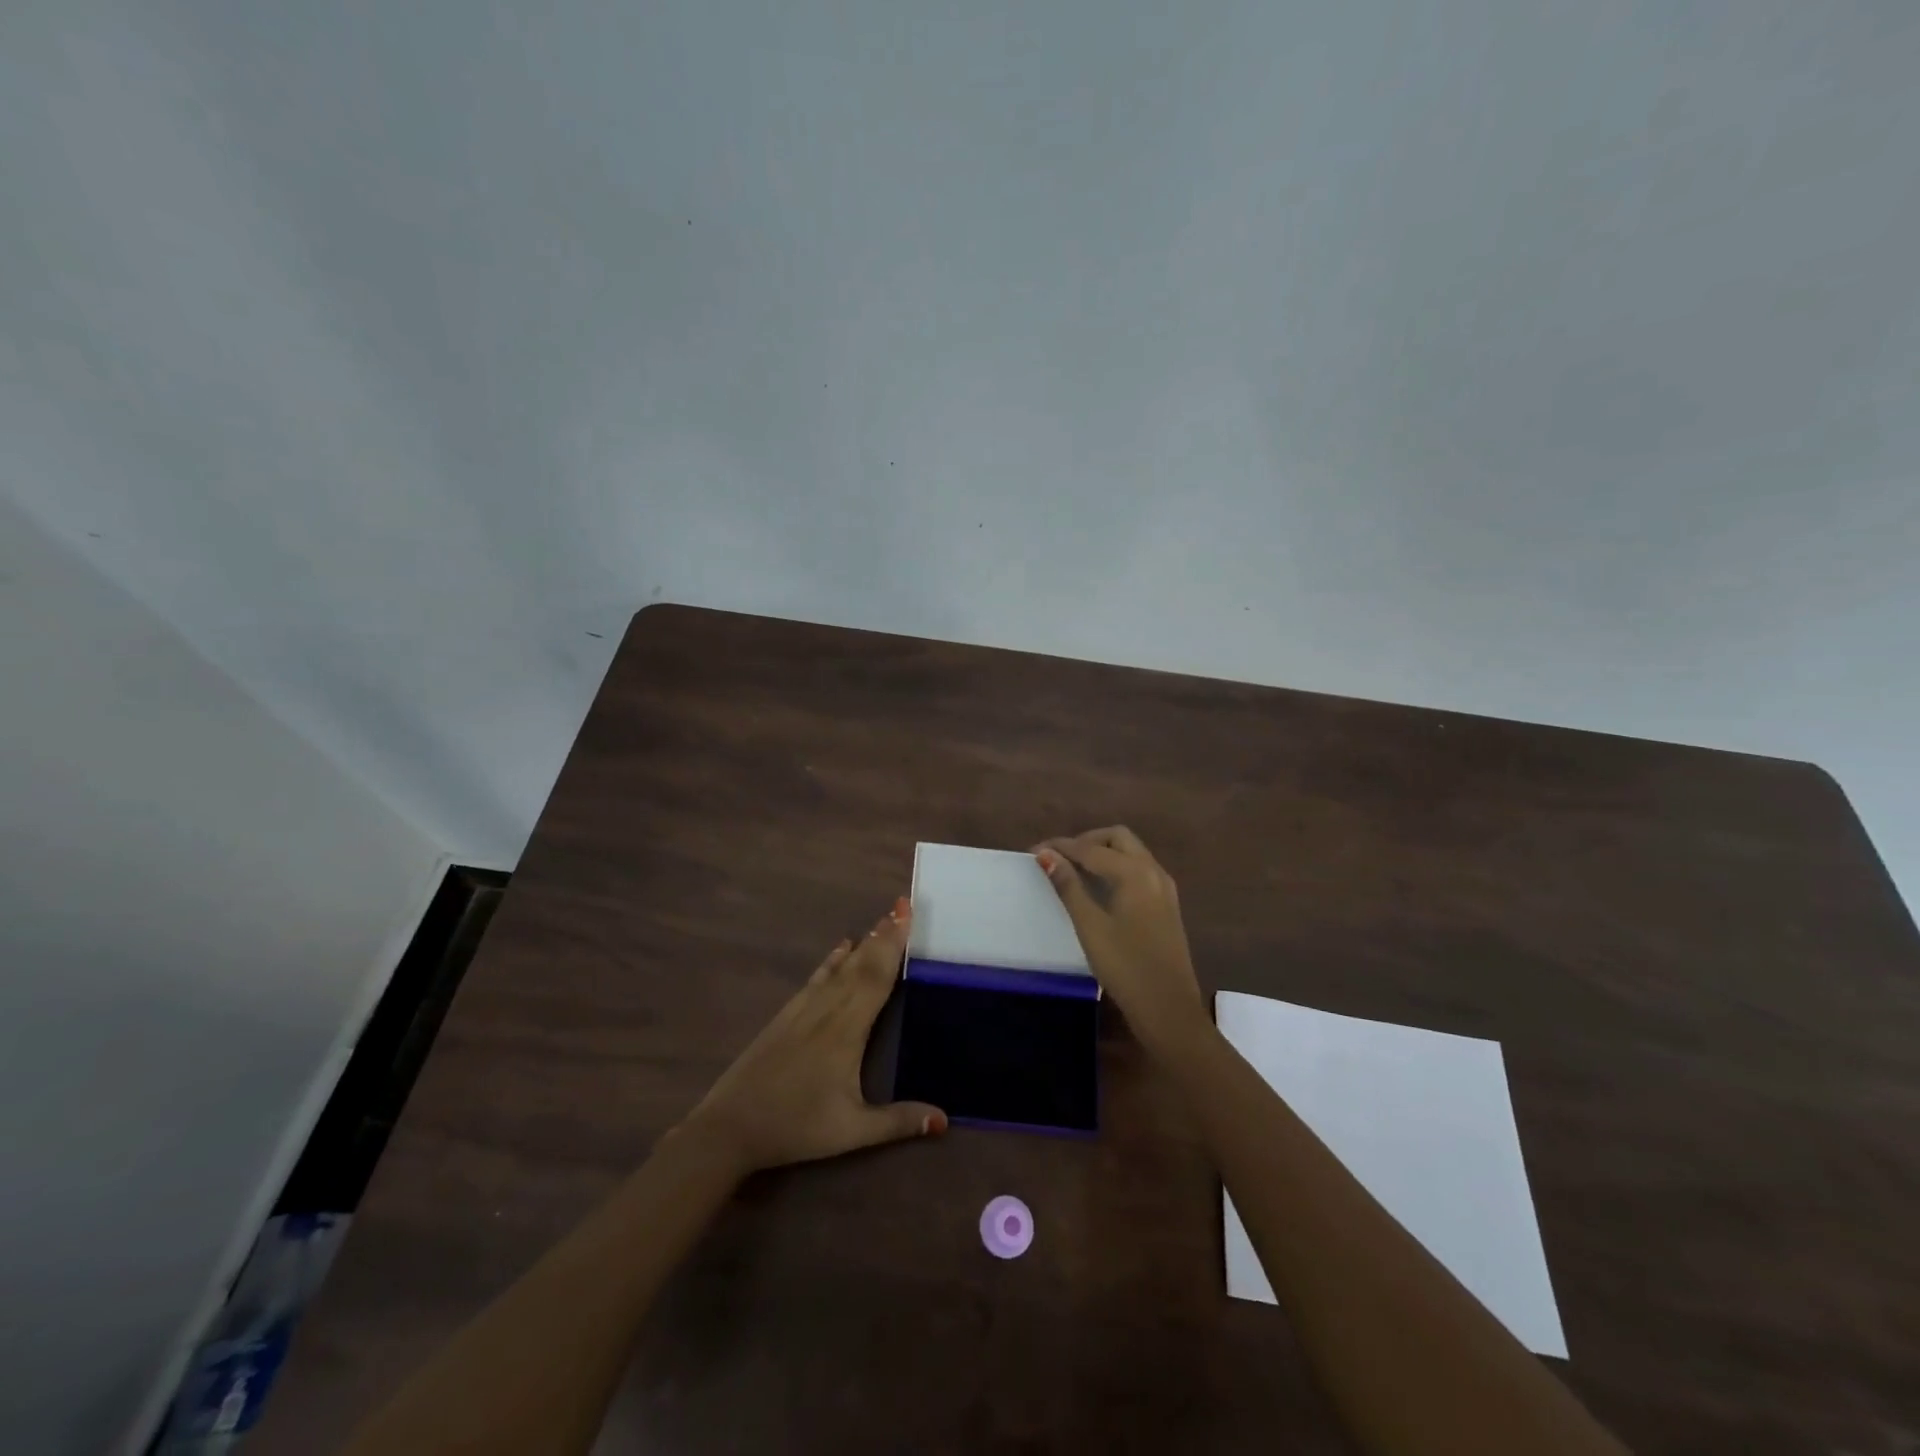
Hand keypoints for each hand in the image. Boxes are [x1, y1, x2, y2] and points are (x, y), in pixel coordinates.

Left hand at [681, 897, 946, 1174]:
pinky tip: (843, 946)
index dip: (895, 945)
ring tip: (883, 920)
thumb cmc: (796, 1127)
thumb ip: (898, 1121)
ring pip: (841, 967)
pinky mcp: (786, 1015)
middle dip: (885, 934)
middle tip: (903, 905)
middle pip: (862, 964)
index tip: (908, 915)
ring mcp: (804, 1009)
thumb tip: (945, 1119)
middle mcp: (828, 1009)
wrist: (730, 1127)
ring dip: (865, 942)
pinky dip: (833, 959)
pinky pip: (817, 977)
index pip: (877, 978)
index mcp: (848, 1030)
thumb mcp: (851, 1131)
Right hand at [1033, 827, 1207, 1056]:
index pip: (1091, 848)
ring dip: (1103, 852)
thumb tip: (1046, 855)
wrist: (1169, 1009)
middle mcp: (1153, 871)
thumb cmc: (1125, 967)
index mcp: (1134, 872)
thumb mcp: (1090, 926)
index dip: (1061, 847)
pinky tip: (1100, 887)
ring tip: (1074, 870)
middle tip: (1059, 858)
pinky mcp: (1166, 904)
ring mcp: (1164, 888)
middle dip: (1086, 841)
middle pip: (1117, 838)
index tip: (1034, 851)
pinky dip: (1117, 866)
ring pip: (1131, 852)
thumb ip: (1068, 886)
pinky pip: (1139, 869)